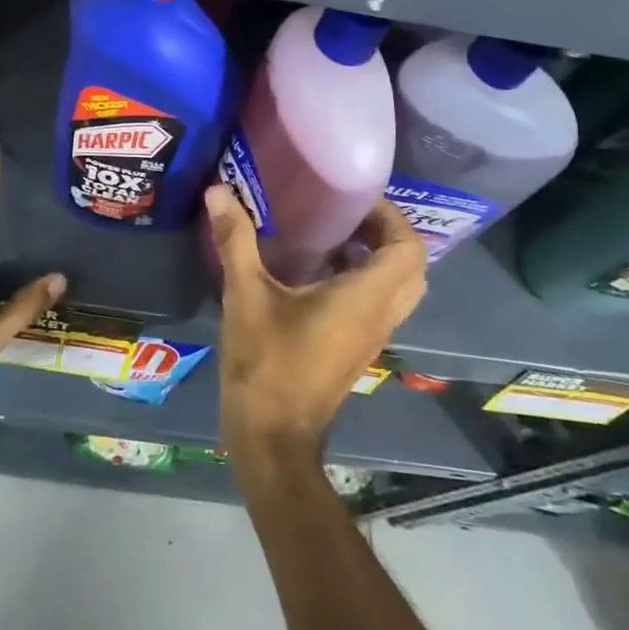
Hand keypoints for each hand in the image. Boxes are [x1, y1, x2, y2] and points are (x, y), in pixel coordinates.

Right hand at [209, 187, 426, 461]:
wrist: (272, 439)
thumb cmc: (266, 364)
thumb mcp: (246, 295)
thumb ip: (235, 240)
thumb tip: (218, 190)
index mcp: (365, 299)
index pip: (408, 249)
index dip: (391, 217)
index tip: (354, 198)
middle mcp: (379, 316)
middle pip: (410, 267)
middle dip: (386, 234)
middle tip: (346, 213)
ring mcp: (371, 337)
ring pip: (397, 289)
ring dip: (376, 257)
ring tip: (332, 233)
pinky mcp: (357, 349)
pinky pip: (378, 304)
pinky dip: (363, 279)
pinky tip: (316, 269)